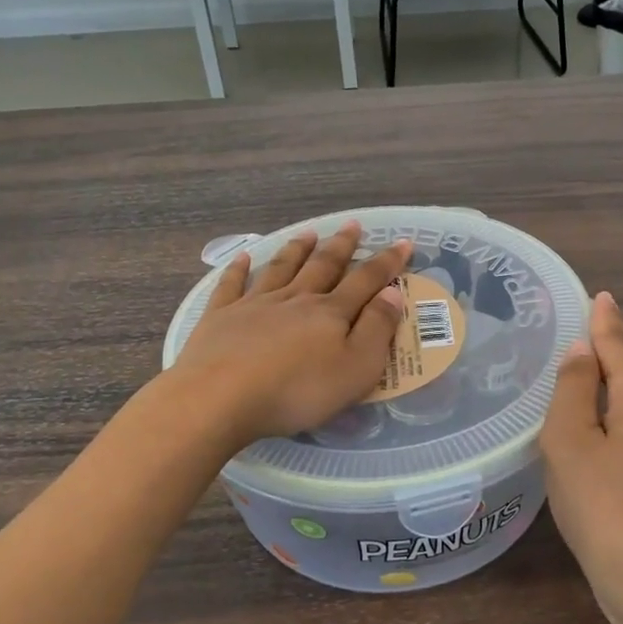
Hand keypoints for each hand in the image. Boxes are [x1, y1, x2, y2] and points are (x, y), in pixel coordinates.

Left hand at [168, 221, 411, 449]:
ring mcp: (254, 305)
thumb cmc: (297, 391)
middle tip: (352, 225)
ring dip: (296, 249)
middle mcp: (295, 299)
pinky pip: (231, 285)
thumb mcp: (355, 368)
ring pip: (281, 268)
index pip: (366, 281)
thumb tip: (392, 293)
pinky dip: (238, 269)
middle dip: (341, 246)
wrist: (220, 398)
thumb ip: (376, 329)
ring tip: (308, 233)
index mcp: (330, 313)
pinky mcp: (220, 318)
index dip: (387, 262)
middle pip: (323, 266)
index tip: (403, 242)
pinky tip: (242, 257)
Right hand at [540, 292, 622, 623]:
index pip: (619, 346)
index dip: (604, 321)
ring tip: (578, 371)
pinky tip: (591, 425)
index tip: (599, 295)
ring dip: (607, 385)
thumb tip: (582, 351)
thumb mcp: (571, 439)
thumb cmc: (603, 503)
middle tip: (579, 329)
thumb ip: (574, 388)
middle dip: (607, 350)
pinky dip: (609, 416)